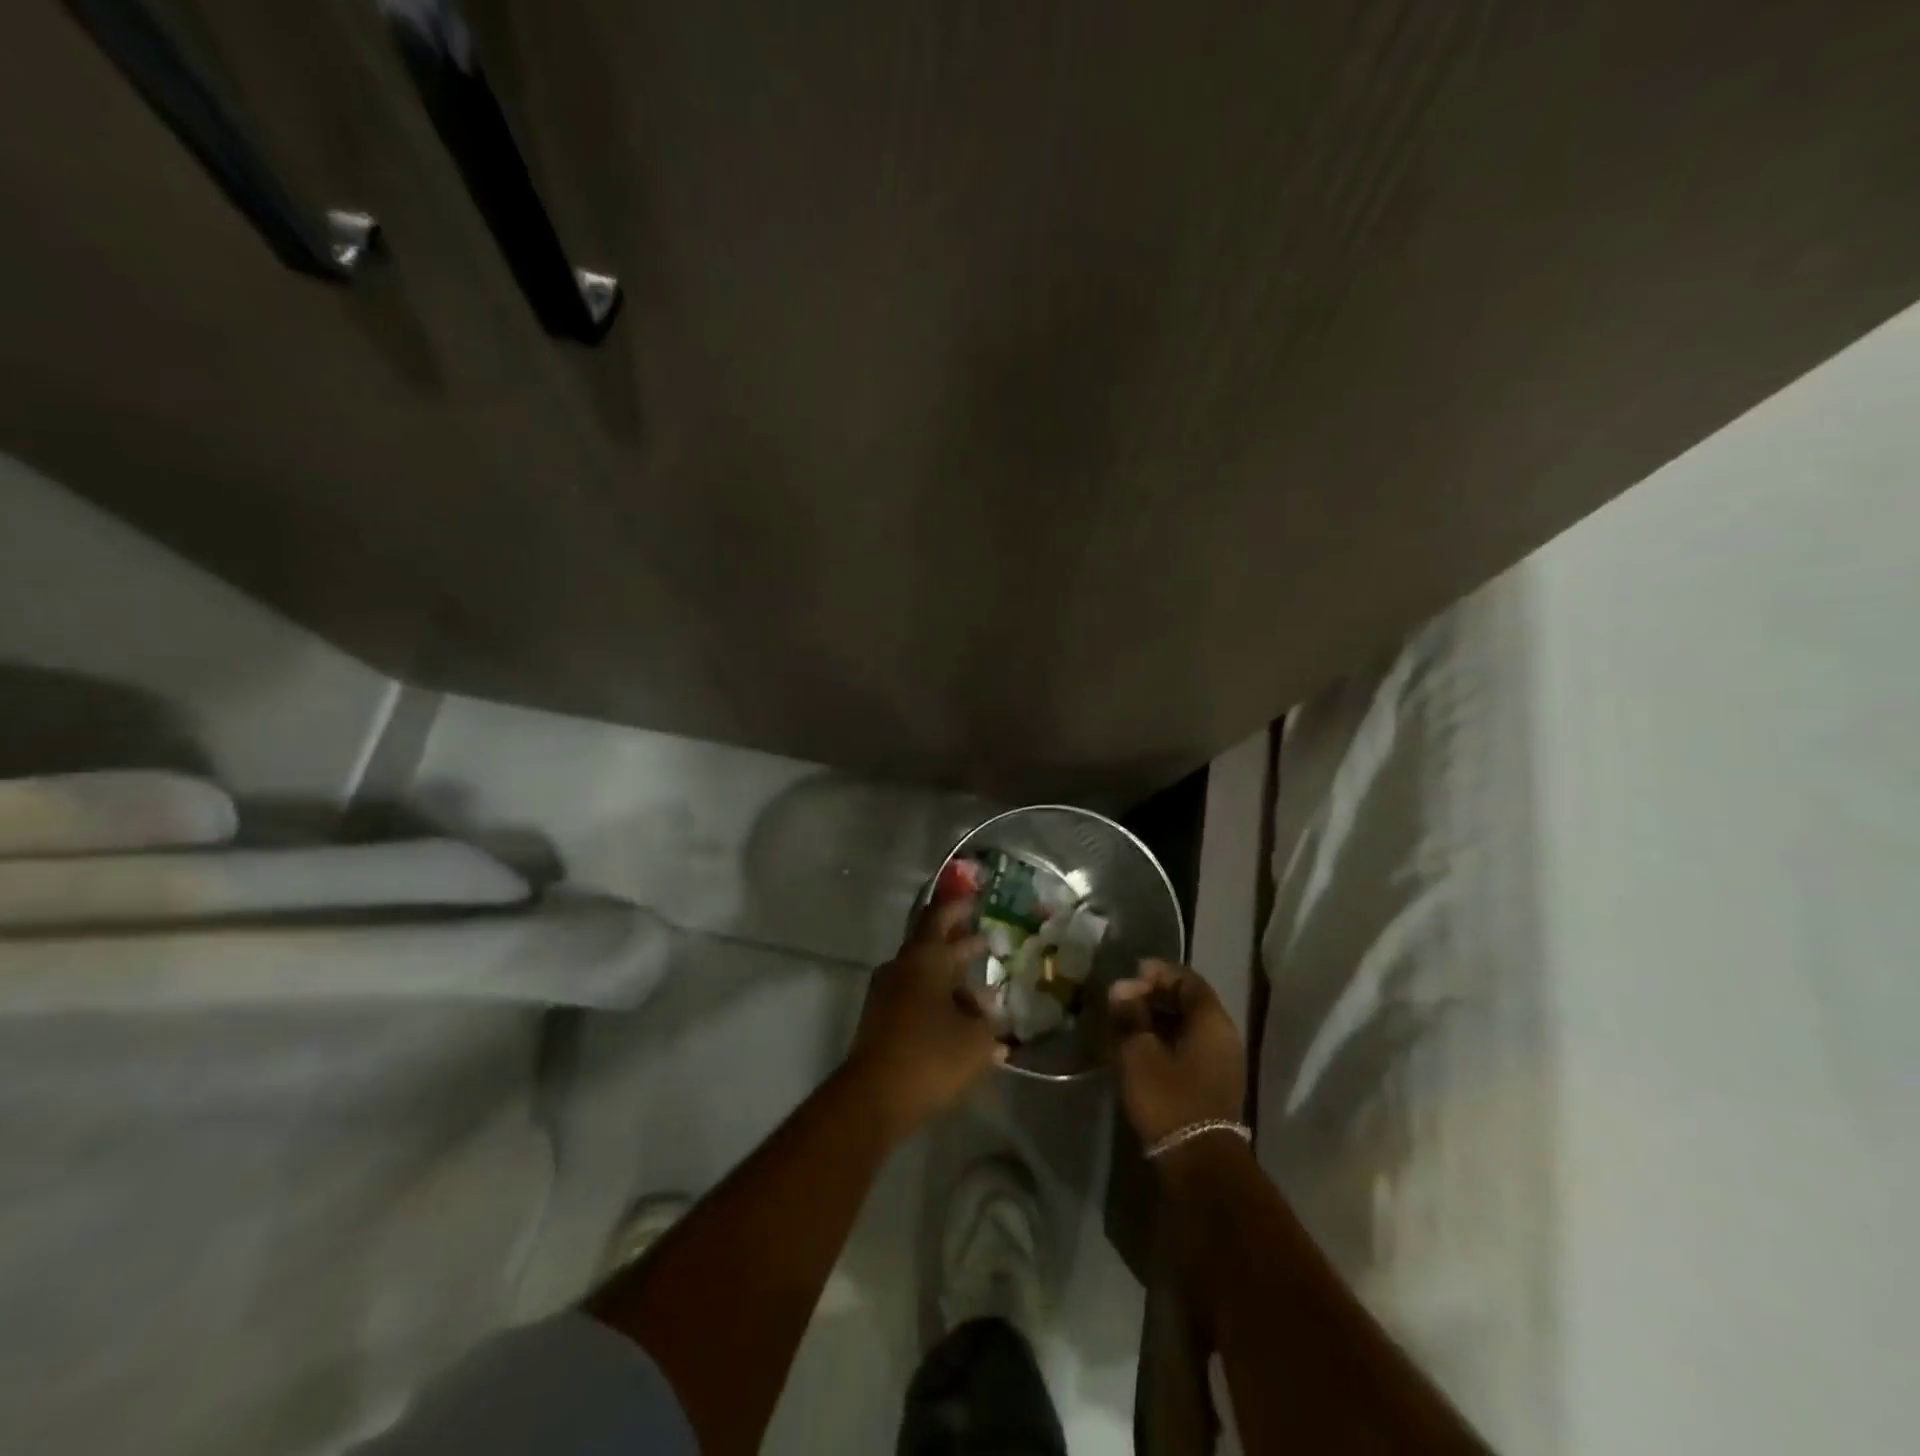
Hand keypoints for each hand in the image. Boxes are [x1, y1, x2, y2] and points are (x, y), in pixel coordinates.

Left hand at [846, 897, 1004, 1136]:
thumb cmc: (930, 1056)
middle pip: (933, 946)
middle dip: (960, 945)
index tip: (976, 900)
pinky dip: (937, 1001)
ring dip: (951, 980)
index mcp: (925, 959)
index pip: (941, 918)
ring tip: (982, 996)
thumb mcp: (976, 1041)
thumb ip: (990, 1023)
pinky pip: (915, 998)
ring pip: (925, 975)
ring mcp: (886, 993)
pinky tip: (960, 1022)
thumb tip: (993, 1014)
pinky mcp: (881, 1020)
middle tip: (987, 942)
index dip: (959, 908)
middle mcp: (902, 968)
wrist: (873, 1097)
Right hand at [1107, 959, 1245, 1145]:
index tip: (1129, 977)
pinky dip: (1166, 1042)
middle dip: (1154, 996)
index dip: (1158, 973)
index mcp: (1212, 1021)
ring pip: (1188, 1027)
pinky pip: (1189, 1049)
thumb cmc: (1168, 1097)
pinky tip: (1140, 1051)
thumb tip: (1121, 989)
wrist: (1198, 1163)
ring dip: (1158, 1021)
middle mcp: (1224, 1036)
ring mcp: (1222, 1063)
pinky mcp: (1214, 1086)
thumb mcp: (1138, 1051)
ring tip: (1126, 1025)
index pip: (1187, 979)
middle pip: (1189, 1002)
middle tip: (1122, 1002)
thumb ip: (1129, 1015)